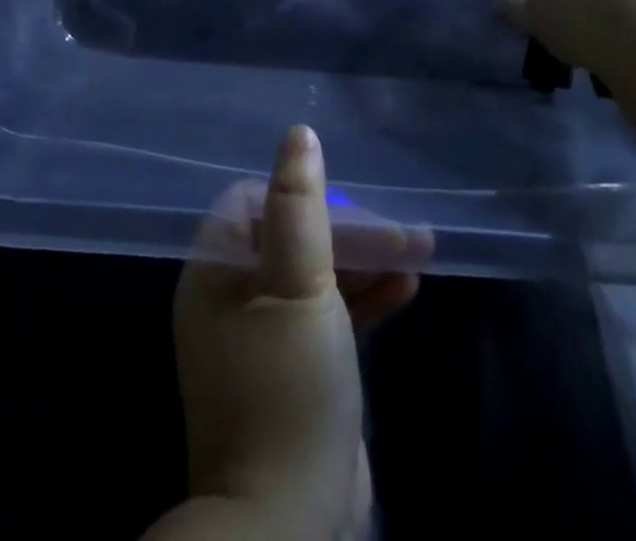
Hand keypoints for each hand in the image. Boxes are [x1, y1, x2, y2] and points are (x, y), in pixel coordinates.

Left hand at [160, 126, 428, 539]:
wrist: (289, 521)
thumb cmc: (288, 385)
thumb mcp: (298, 283)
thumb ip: (299, 205)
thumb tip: (298, 134)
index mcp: (216, 273)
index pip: (252, 203)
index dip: (299, 195)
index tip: (344, 201)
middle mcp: (233, 298)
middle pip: (292, 238)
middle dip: (349, 232)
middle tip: (401, 231)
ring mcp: (265, 338)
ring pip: (317, 277)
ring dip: (365, 262)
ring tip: (419, 250)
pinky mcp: (297, 370)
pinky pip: (329, 317)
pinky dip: (363, 300)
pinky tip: (407, 289)